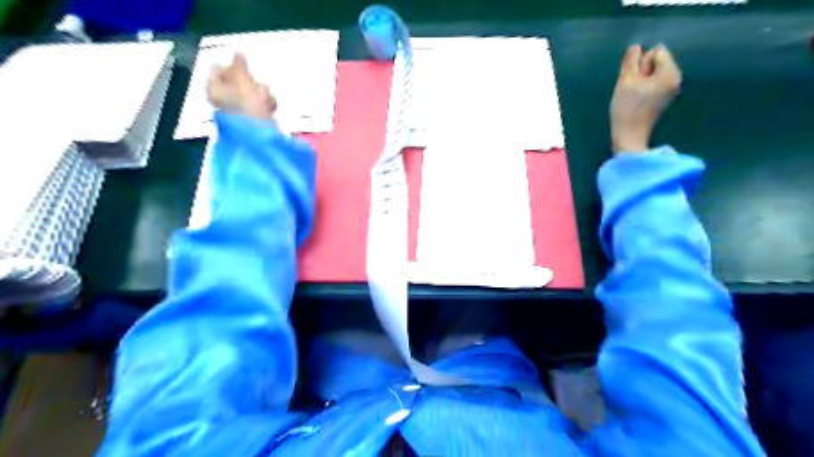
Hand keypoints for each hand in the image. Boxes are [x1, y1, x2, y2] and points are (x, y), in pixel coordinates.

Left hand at [207, 52, 276, 118]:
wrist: (259, 131)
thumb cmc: (245, 104)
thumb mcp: (241, 78)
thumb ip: (239, 64)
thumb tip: (238, 52)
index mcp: (214, 88)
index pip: (217, 69)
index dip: (230, 67)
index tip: (242, 68)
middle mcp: (225, 98)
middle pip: (239, 79)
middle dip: (251, 83)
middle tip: (253, 88)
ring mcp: (241, 108)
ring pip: (254, 90)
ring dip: (262, 93)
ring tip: (263, 101)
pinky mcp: (256, 116)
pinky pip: (263, 102)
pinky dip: (267, 103)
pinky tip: (269, 108)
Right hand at [610, 43, 681, 152]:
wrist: (630, 137)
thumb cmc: (627, 109)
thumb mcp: (625, 81)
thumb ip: (630, 61)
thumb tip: (636, 47)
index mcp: (670, 72)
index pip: (656, 51)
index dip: (640, 63)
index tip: (635, 81)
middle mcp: (676, 78)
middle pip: (657, 61)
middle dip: (642, 71)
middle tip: (633, 90)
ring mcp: (672, 89)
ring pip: (654, 72)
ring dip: (641, 80)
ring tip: (634, 96)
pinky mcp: (665, 98)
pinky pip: (655, 82)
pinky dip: (645, 88)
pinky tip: (638, 101)